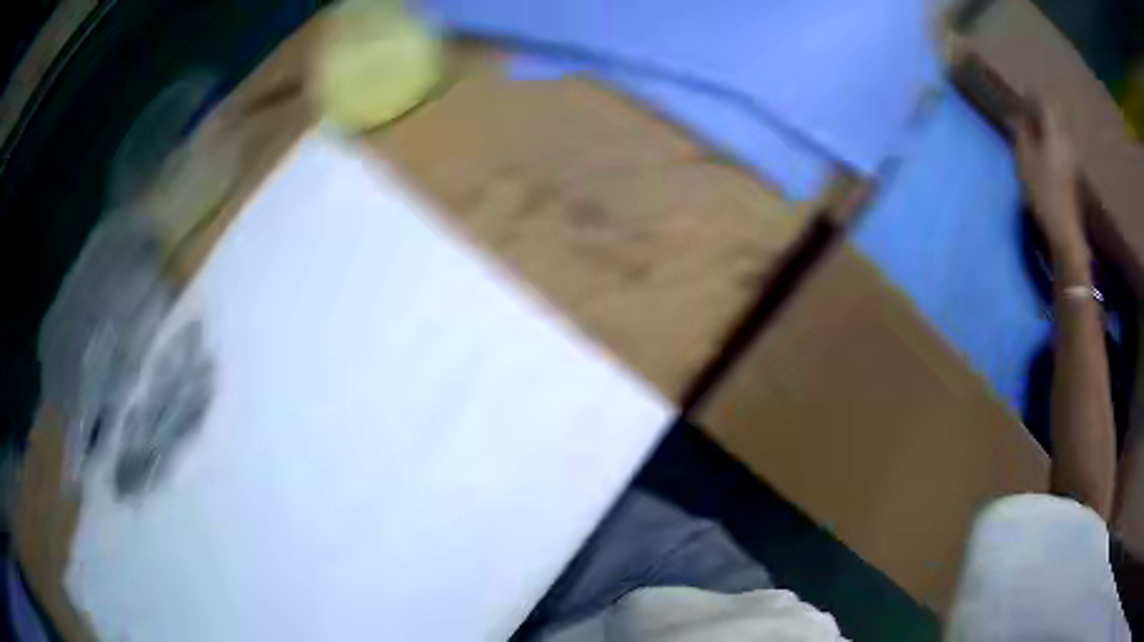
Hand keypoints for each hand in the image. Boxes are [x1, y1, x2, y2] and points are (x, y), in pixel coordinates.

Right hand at [1011, 104, 1087, 266]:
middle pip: (1053, 113)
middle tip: (1025, 114)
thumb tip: (1015, 116)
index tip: (1020, 97)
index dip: (1031, 96)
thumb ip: (1020, 132)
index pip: (1043, 100)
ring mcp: (1071, 155)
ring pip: (1057, 129)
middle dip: (1039, 110)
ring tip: (1032, 132)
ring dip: (1045, 126)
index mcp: (1054, 130)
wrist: (1064, 229)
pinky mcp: (1072, 170)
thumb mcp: (1024, 158)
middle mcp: (1065, 137)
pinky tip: (1042, 150)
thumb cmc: (1042, 190)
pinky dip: (1050, 140)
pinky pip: (1060, 144)